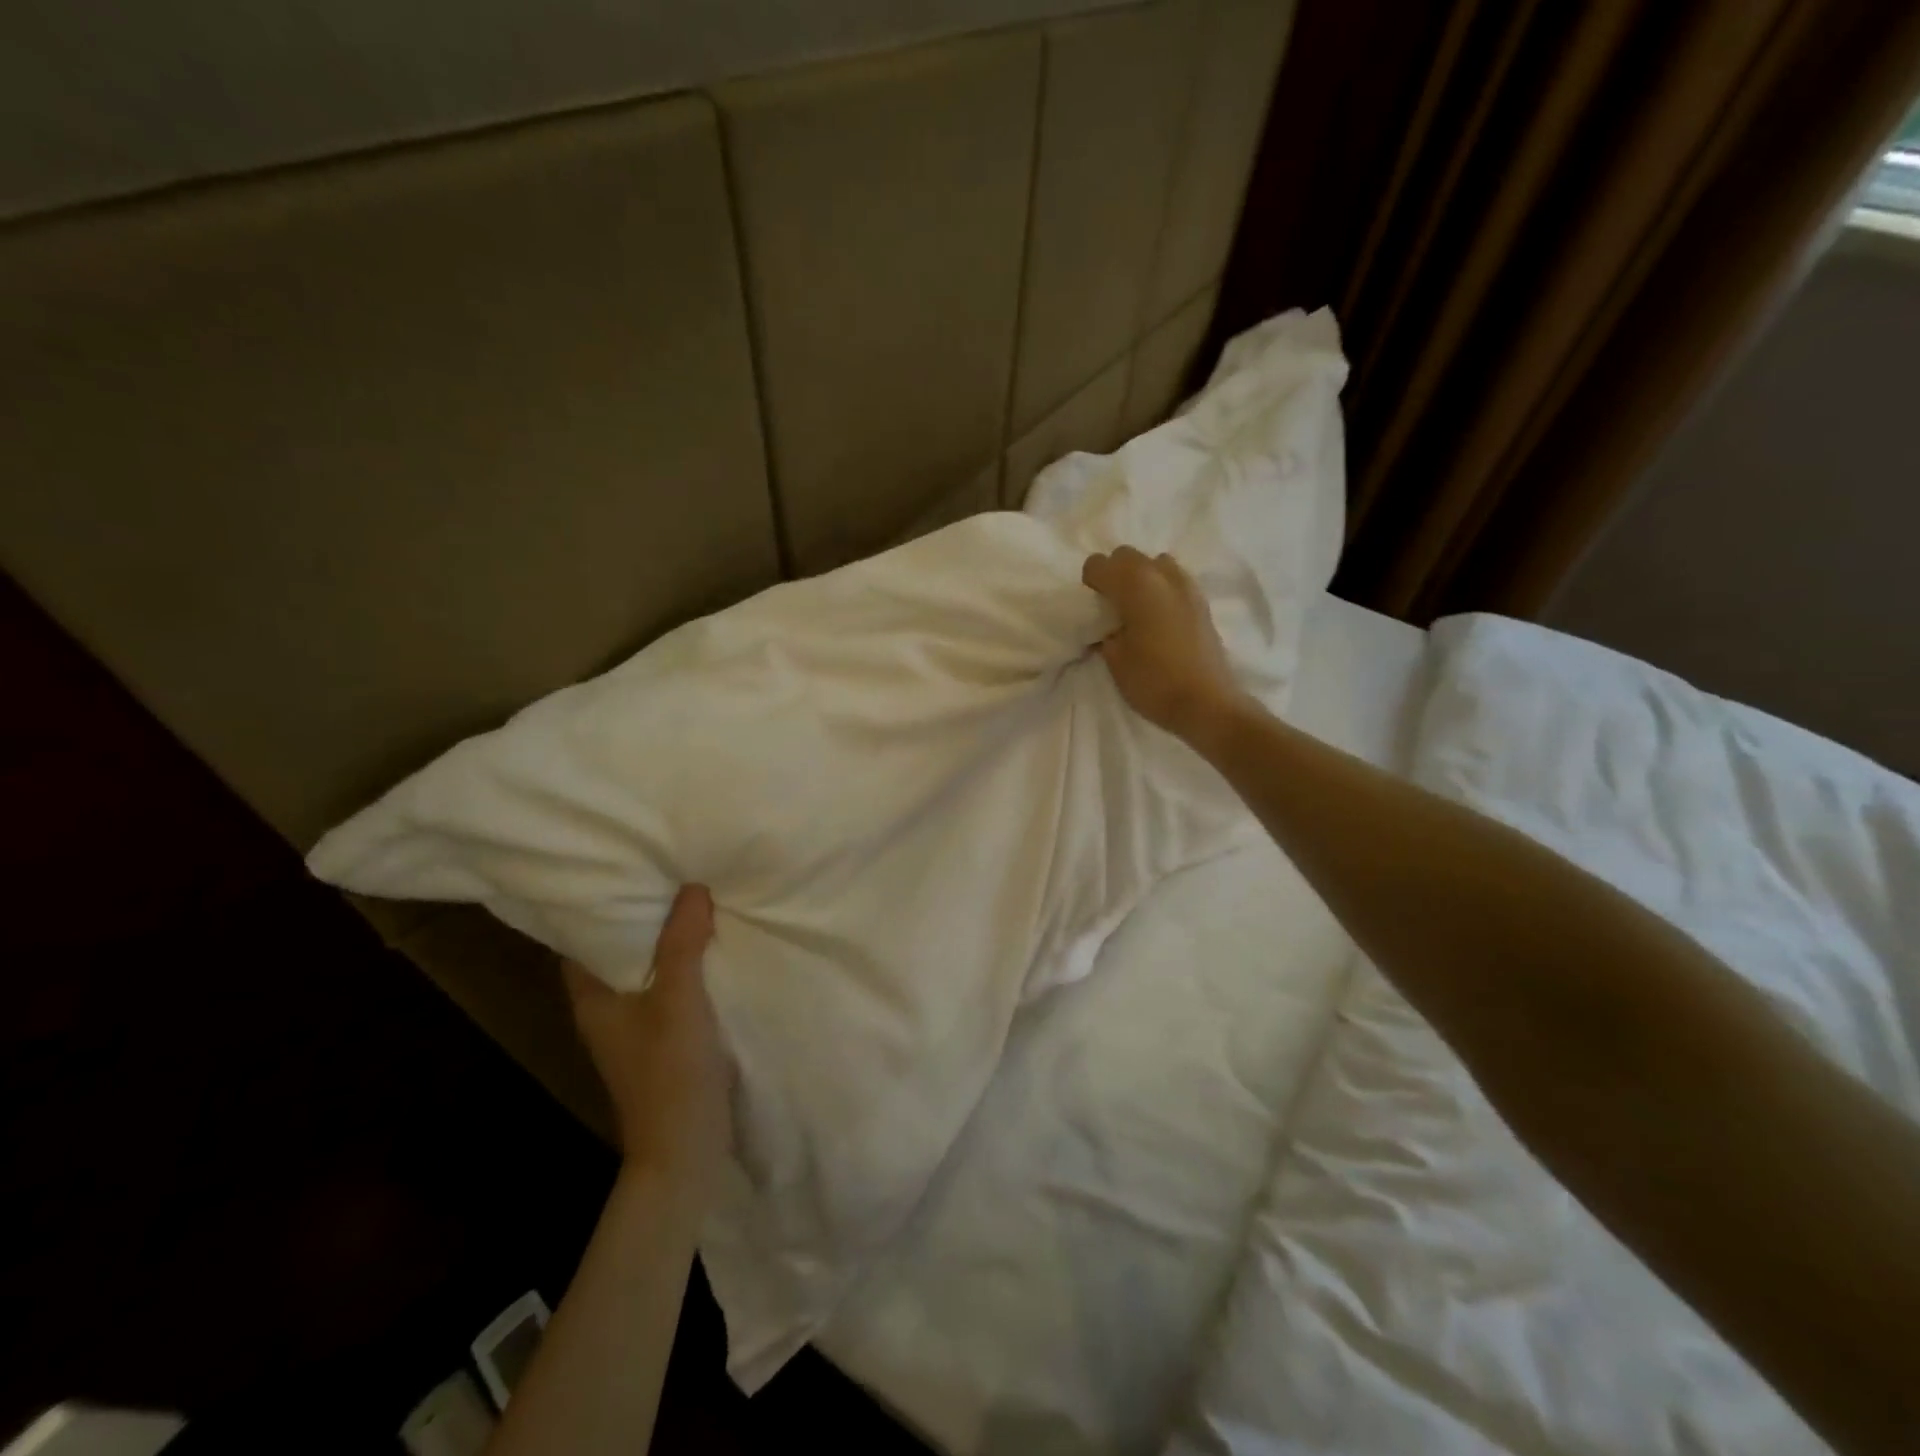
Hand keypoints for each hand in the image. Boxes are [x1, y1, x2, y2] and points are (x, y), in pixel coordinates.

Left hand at [563, 885, 730, 1193]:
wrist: (685, 1152)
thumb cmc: (670, 1073)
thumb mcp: (679, 1000)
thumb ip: (683, 944)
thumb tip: (692, 887)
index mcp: (592, 997)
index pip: (581, 937)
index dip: (599, 902)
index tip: (626, 866)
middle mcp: (605, 1007)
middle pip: (617, 948)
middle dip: (642, 914)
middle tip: (670, 870)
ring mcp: (633, 1025)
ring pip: (646, 967)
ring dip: (667, 938)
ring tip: (695, 897)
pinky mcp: (661, 1037)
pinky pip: (669, 986)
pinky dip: (684, 963)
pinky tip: (711, 945)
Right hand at [1082, 546, 1245, 743]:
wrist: (1206, 703)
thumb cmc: (1154, 681)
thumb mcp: (1115, 660)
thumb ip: (1106, 632)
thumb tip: (1109, 626)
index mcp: (1136, 585)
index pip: (1099, 564)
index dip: (1090, 583)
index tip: (1093, 607)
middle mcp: (1162, 575)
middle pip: (1127, 555)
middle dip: (1114, 574)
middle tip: (1111, 606)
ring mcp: (1187, 585)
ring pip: (1155, 563)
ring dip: (1141, 578)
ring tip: (1137, 610)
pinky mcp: (1202, 601)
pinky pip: (1174, 580)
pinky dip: (1161, 589)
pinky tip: (1159, 619)